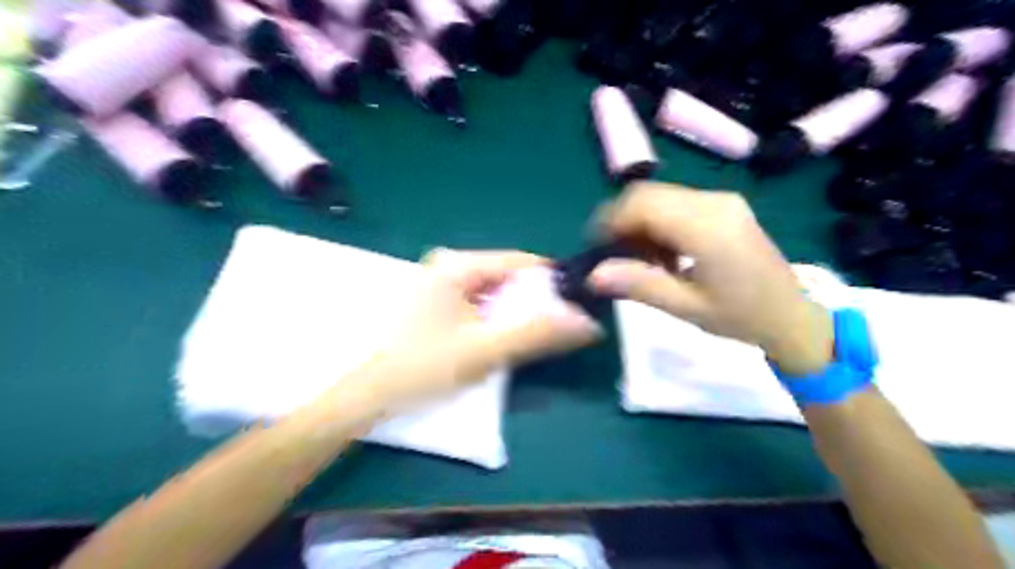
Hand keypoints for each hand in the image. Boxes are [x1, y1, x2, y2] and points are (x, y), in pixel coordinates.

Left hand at [366, 249, 599, 407]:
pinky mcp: (442, 308)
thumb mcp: (484, 349)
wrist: (371, 396)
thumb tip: (586, 323)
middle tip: (562, 328)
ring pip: (497, 296)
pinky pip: (483, 308)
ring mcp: (444, 288)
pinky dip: (500, 323)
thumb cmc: (422, 367)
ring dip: (519, 316)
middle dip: (536, 304)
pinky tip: (507, 342)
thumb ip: (536, 334)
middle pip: (509, 279)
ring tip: (539, 339)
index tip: (578, 303)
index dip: (551, 282)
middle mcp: (450, 268)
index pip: (519, 262)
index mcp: (456, 266)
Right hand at [587, 182, 832, 377]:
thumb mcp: (686, 307)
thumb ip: (639, 285)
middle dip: (623, 221)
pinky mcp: (725, 207)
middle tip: (614, 256)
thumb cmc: (741, 317)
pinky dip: (659, 224)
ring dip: (641, 223)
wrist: (792, 316)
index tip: (596, 248)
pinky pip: (678, 204)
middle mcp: (714, 203)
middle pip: (649, 194)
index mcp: (706, 227)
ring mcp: (722, 201)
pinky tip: (664, 255)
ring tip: (640, 261)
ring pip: (661, 198)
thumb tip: (593, 275)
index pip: (643, 204)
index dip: (611, 220)